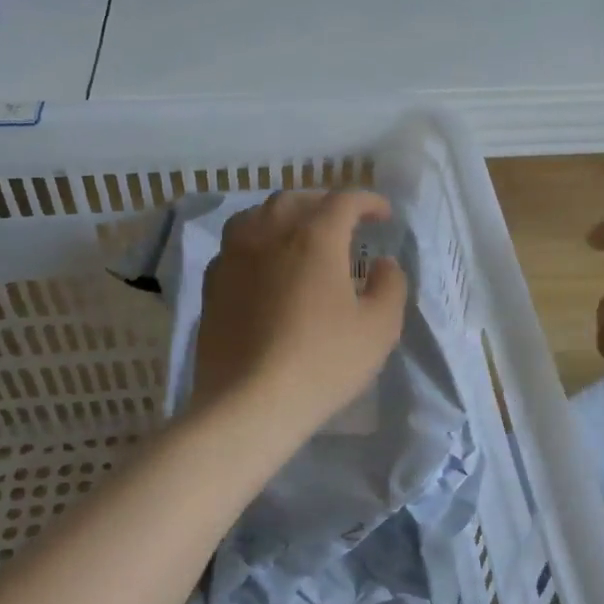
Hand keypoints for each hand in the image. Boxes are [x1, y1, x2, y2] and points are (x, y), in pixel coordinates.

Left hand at [193, 191, 407, 435]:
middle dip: (324, 202)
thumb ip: (390, 286)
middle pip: (296, 200)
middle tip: (343, 219)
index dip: (368, 201)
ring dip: (284, 215)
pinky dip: (256, 240)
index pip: (343, 201)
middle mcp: (269, 234)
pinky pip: (235, 245)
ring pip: (257, 215)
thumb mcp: (379, 327)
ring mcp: (234, 257)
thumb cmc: (323, 362)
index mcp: (314, 238)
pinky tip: (264, 263)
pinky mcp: (212, 285)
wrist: (250, 403)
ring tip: (298, 232)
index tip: (384, 214)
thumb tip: (383, 264)